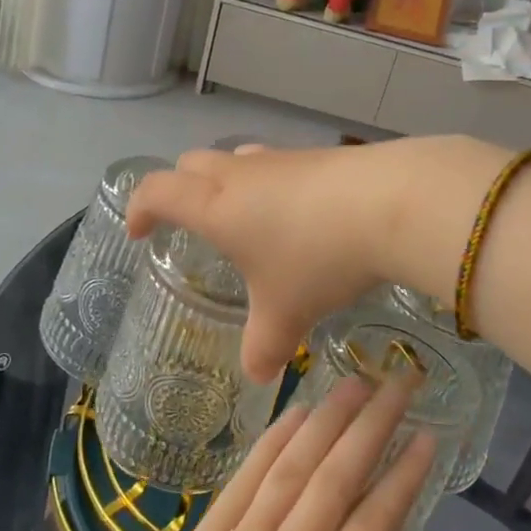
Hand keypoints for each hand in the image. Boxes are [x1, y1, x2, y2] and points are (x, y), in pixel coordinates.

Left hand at [113, 376, 436, 530]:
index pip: (375, 524)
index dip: (404, 476)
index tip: (427, 436)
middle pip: (336, 480)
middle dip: (373, 426)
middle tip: (399, 385)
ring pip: (292, 468)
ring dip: (327, 419)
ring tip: (355, 382)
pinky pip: (245, 478)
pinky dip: (274, 439)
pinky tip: (298, 411)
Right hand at [126, 137, 503, 381]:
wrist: (391, 202)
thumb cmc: (318, 258)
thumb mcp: (286, 313)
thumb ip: (264, 346)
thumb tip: (257, 374)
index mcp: (216, 206)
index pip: (157, 191)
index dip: (140, 208)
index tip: (139, 234)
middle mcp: (242, 174)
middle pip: (191, 163)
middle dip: (180, 190)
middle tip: (191, 224)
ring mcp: (283, 159)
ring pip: (238, 159)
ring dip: (228, 183)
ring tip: (246, 220)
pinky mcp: (320, 156)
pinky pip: (278, 165)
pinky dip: (272, 185)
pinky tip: (300, 217)